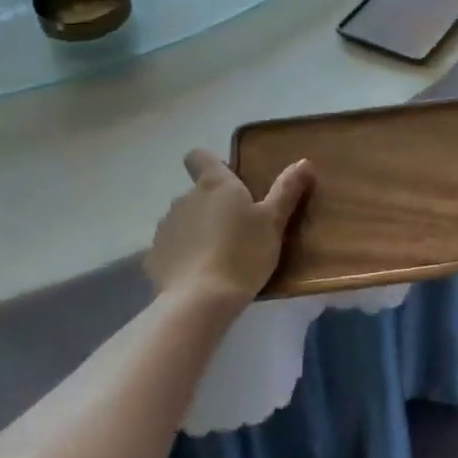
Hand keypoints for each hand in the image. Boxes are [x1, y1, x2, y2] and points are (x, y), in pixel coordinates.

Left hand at [146, 149, 312, 308]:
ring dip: (198, 230)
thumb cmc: (243, 253)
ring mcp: (166, 226)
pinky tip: (200, 275)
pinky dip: (184, 255)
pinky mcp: (154, 255)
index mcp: (215, 184)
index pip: (199, 156)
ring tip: (220, 256)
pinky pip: (172, 247)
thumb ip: (287, 190)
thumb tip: (303, 162)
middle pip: (198, 192)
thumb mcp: (273, 222)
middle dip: (214, 205)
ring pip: (184, 219)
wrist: (200, 301)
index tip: (229, 182)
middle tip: (238, 229)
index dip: (210, 163)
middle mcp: (185, 198)